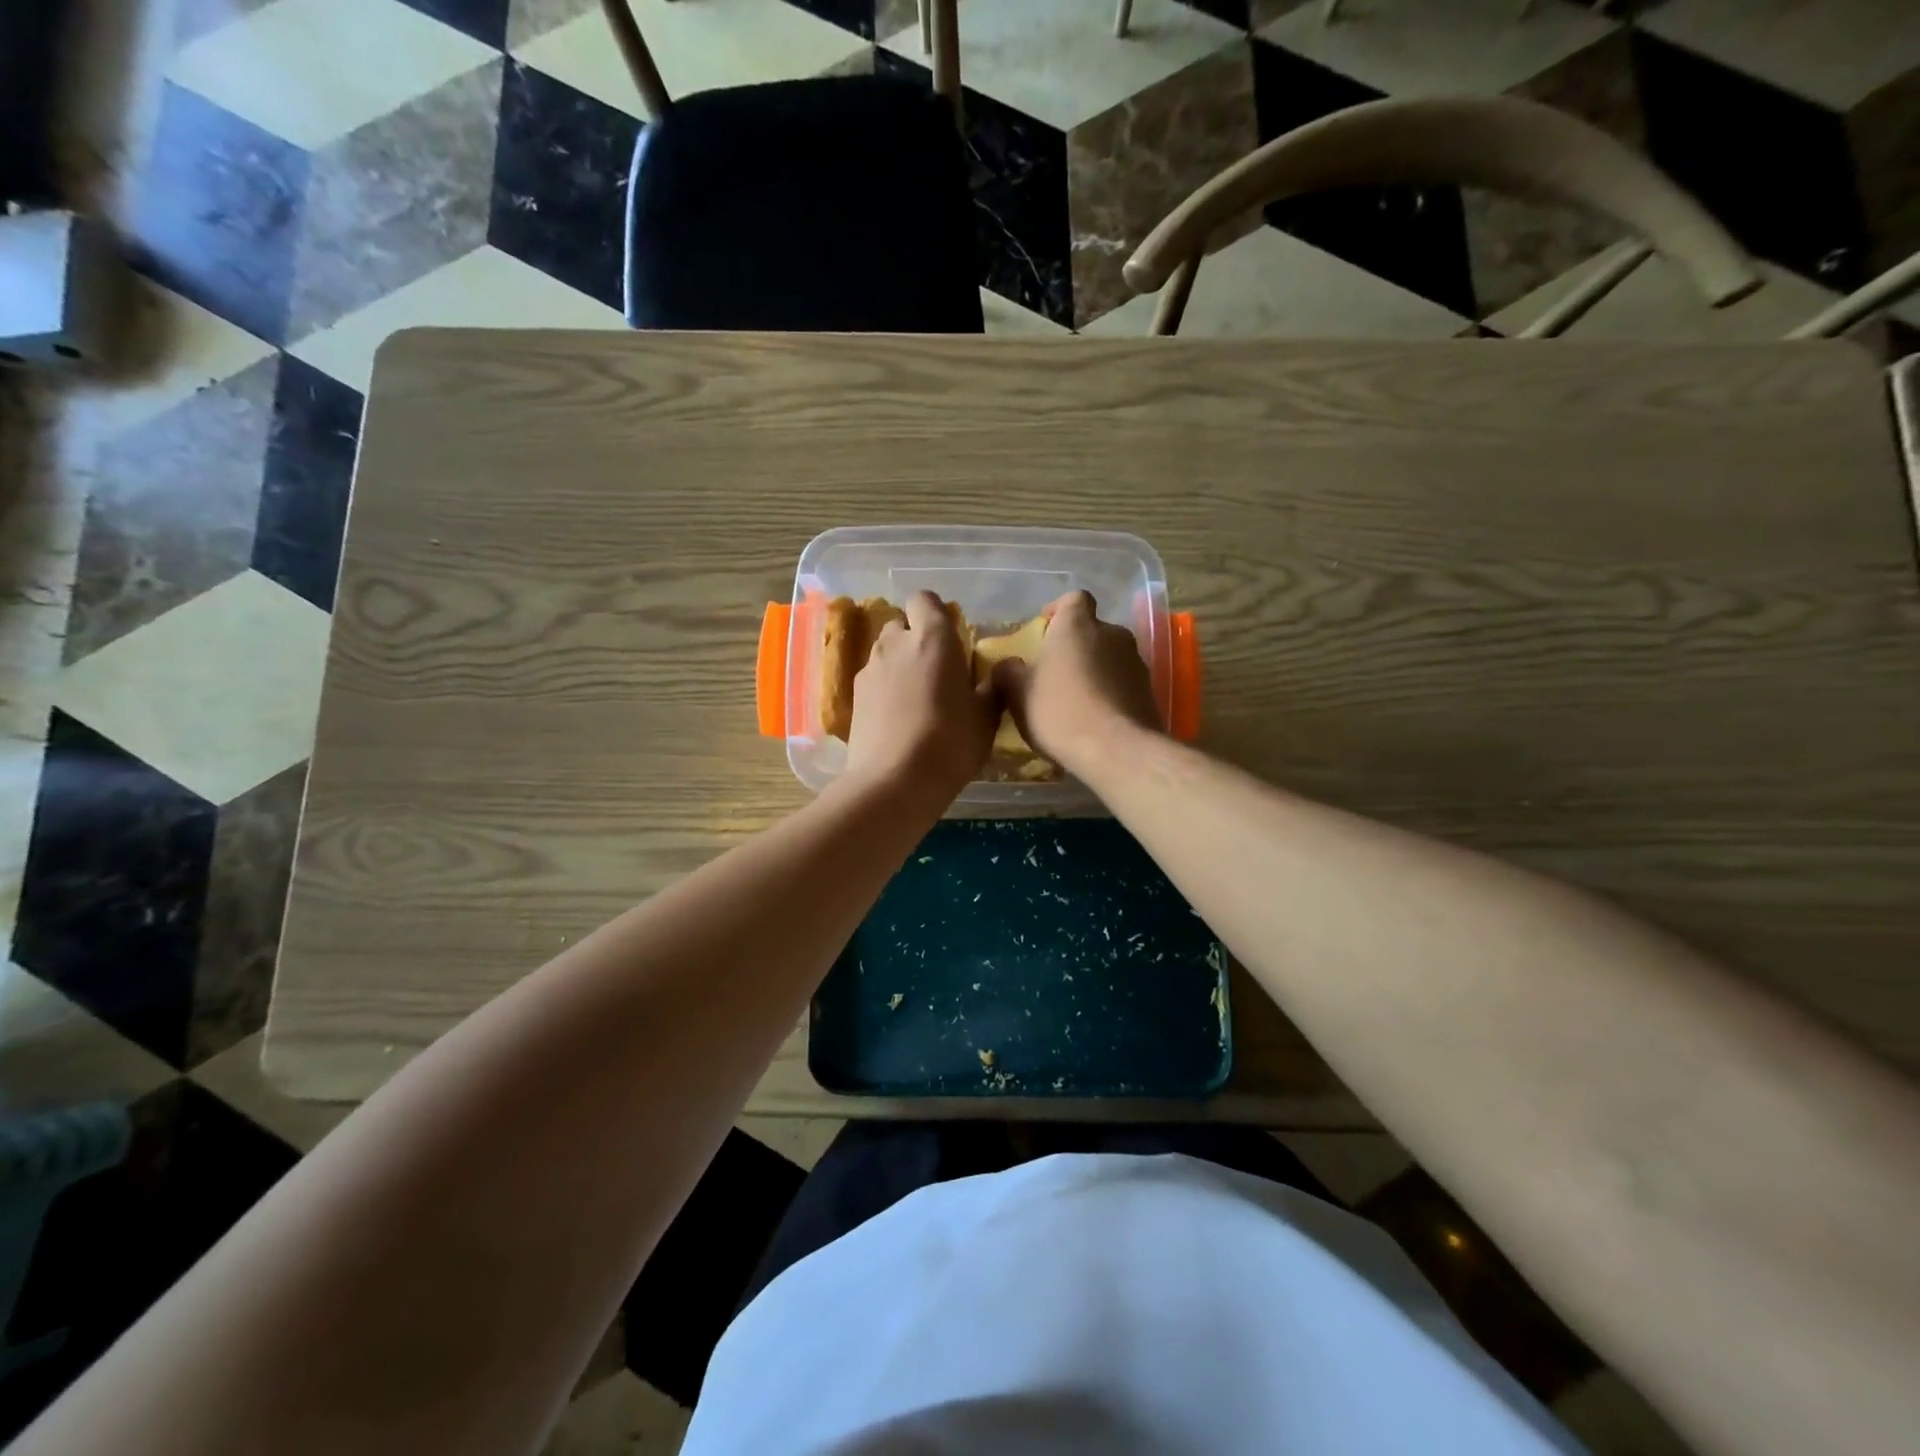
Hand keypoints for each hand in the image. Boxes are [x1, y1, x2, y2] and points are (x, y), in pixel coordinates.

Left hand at [846, 591, 997, 805]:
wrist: (894, 782)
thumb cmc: (950, 743)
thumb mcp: (985, 718)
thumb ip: (993, 687)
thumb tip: (1001, 669)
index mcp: (932, 638)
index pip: (925, 599)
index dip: (936, 613)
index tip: (952, 637)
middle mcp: (895, 643)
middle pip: (901, 625)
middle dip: (916, 639)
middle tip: (937, 670)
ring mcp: (869, 669)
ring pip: (885, 653)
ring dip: (900, 664)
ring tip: (917, 697)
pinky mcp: (853, 696)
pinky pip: (873, 680)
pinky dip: (884, 689)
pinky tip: (898, 718)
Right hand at [992, 591, 1160, 773]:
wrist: (1116, 750)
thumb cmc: (1059, 711)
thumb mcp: (1018, 694)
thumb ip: (1008, 673)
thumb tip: (1007, 666)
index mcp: (1077, 625)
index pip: (1073, 599)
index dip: (1059, 611)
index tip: (1045, 630)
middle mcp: (1112, 633)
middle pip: (1092, 630)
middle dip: (1075, 646)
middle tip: (1055, 671)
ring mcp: (1136, 661)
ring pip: (1109, 657)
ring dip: (1094, 670)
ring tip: (1076, 699)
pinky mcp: (1149, 690)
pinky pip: (1123, 683)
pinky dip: (1110, 692)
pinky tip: (1095, 718)